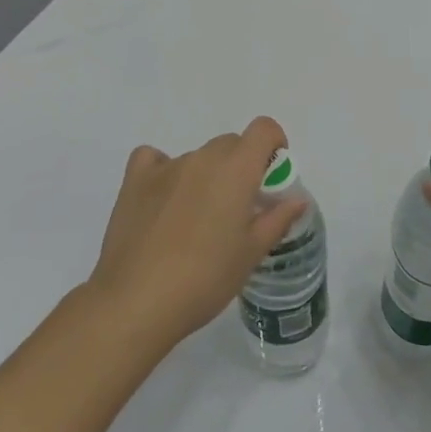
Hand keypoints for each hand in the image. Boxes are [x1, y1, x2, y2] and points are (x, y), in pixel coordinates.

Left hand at [87, 116, 308, 346]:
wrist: (137, 302)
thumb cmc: (205, 278)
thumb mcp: (251, 254)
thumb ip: (277, 219)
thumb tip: (297, 200)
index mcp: (236, 169)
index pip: (263, 129)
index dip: (273, 143)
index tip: (272, 174)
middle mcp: (202, 158)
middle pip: (231, 144)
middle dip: (241, 166)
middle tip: (238, 208)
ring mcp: (165, 167)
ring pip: (197, 157)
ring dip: (206, 175)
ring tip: (197, 220)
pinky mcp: (134, 181)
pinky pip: (154, 159)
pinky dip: (163, 170)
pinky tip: (163, 198)